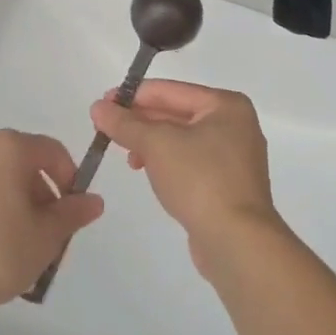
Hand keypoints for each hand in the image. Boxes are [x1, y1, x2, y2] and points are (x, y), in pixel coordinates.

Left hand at [0, 129, 104, 309]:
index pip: (52, 151)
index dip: (69, 179)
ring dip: (18, 201)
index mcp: (10, 147)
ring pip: (1, 176)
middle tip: (49, 234)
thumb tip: (94, 200)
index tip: (72, 212)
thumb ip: (73, 213)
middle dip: (43, 195)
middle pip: (25, 163)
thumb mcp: (47, 236)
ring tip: (22, 243)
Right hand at [89, 81, 282, 279]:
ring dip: (151, 144)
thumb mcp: (156, 144)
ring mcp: (234, 158)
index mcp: (226, 105)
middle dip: (141, 121)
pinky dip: (167, 162)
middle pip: (177, 114)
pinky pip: (190, 163)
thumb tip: (97, 107)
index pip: (170, 91)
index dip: (133, 96)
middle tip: (106, 127)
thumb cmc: (200, 180)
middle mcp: (235, 125)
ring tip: (127, 156)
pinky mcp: (228, 186)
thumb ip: (125, 123)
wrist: (237, 243)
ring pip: (182, 140)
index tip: (103, 103)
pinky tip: (147, 171)